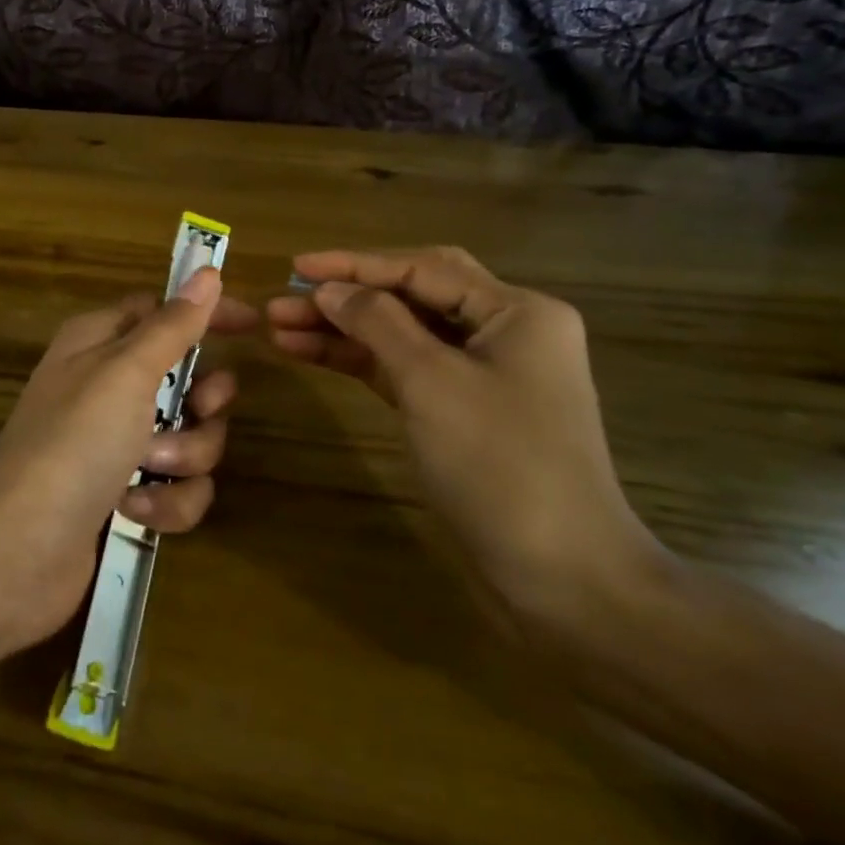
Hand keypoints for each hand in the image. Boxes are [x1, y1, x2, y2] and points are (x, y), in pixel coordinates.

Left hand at [0, 267, 256, 652]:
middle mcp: (109, 387)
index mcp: (100, 342)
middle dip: (203, 402)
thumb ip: (173, 325)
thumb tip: (207, 272)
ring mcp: (117, 445)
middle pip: (188, 379)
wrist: (17, 552)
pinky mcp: (125, 495)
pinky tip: (135, 510)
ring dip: (183, 457)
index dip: (206, 315)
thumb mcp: (125, 372)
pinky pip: (177, 488)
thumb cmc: (72, 442)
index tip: (252, 326)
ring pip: (191, 437)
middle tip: (195, 411)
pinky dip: (166, 502)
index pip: (164, 311)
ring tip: (148, 470)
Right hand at [266, 246, 665, 640]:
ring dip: (344, 329)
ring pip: (402, 334)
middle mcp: (503, 331)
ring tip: (280, 327)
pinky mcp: (462, 411)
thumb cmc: (501, 465)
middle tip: (285, 297)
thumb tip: (328, 289)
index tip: (296, 266)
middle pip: (411, 295)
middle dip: (346, 294)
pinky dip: (360, 361)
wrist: (564, 580)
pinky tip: (311, 354)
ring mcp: (482, 374)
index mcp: (516, 311)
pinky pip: (404, 370)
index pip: (422, 269)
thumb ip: (377, 323)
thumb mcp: (431, 382)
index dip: (354, 264)